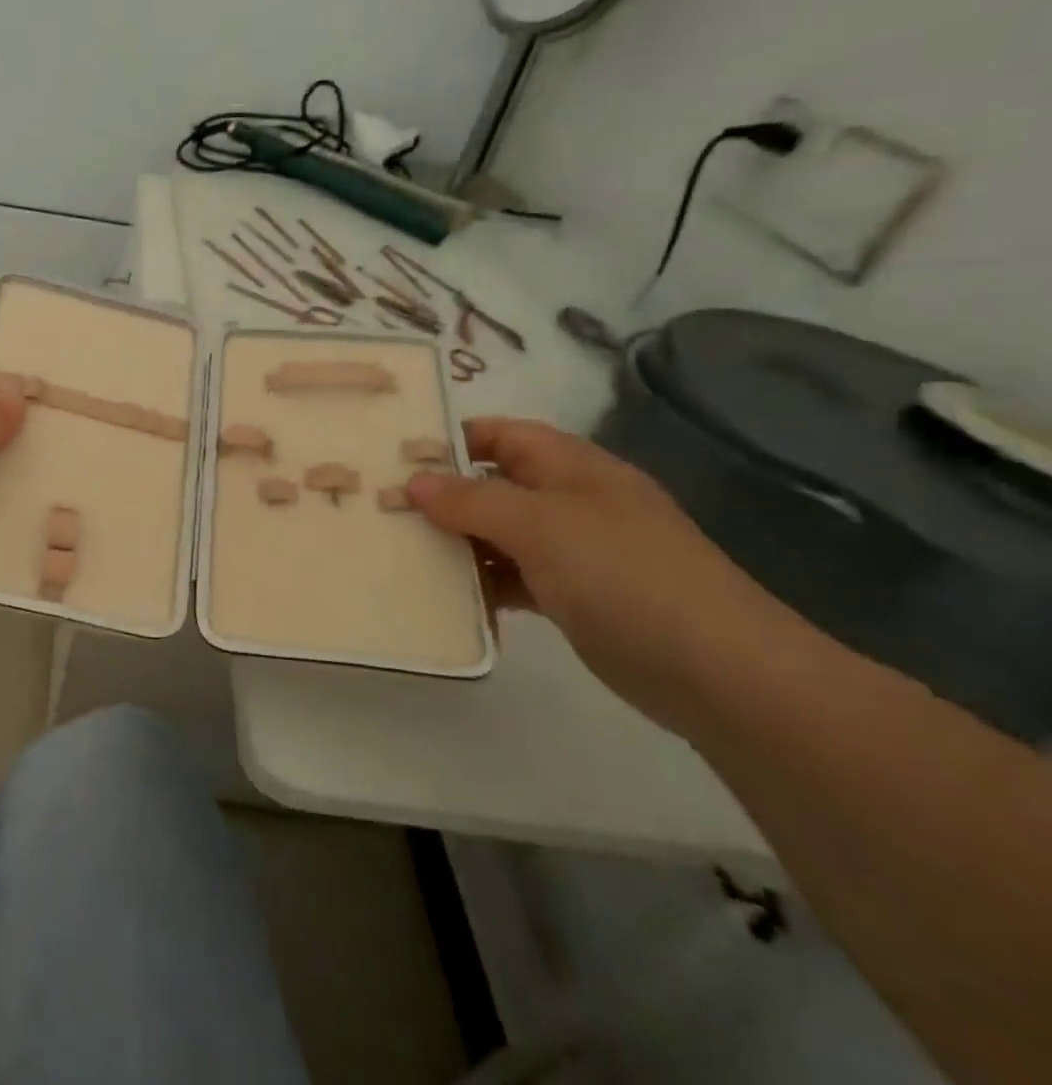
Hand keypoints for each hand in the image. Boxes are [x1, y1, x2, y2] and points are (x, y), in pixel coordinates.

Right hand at [407, 418, 770, 729]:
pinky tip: (449, 597)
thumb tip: (414, 481)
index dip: (452, 438)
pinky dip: (484, 583)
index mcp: (572, 467)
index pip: (501, 434)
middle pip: (495, 484)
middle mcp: (572, 501)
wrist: (721, 673)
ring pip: (500, 533)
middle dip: (443, 494)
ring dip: (458, 542)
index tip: (399, 456)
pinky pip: (515, 577)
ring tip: (403, 552)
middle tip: (386, 508)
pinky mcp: (575, 597)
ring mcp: (576, 551)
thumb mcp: (540, 526)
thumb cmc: (624, 575)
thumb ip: (472, 500)